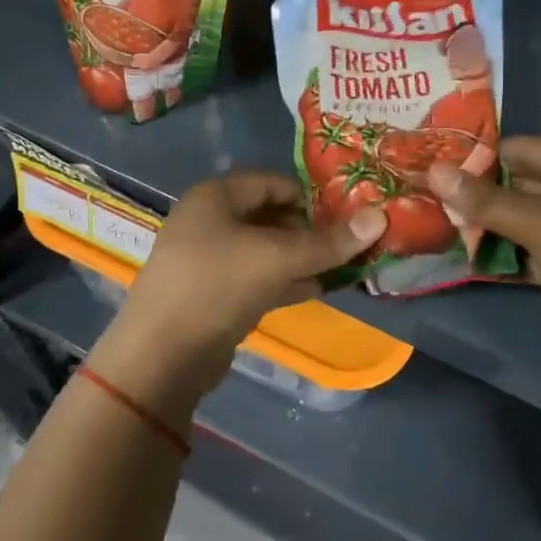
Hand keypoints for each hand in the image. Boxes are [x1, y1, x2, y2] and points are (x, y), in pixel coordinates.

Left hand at [90, 172, 384, 418]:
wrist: (160, 358)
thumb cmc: (217, 286)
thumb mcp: (277, 259)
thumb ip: (329, 241)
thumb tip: (380, 216)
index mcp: (216, 197)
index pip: (275, 182)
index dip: (312, 196)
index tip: (349, 215)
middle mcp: (209, 220)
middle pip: (271, 215)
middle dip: (311, 231)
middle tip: (349, 245)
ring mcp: (209, 258)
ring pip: (266, 249)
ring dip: (302, 258)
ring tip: (342, 268)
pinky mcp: (213, 293)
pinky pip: (256, 277)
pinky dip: (284, 280)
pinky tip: (316, 289)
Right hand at [428, 138, 540, 387]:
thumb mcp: (540, 223)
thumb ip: (485, 200)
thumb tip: (433, 171)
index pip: (525, 148)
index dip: (482, 155)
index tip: (437, 163)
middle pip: (523, 183)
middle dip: (480, 192)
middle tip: (430, 195)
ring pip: (524, 218)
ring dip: (488, 223)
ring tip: (438, 222)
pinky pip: (530, 248)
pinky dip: (503, 251)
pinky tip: (466, 254)